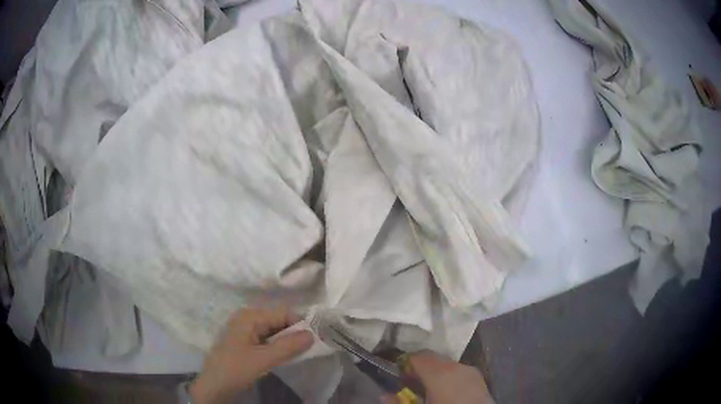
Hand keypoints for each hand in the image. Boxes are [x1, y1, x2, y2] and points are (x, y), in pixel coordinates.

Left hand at [189, 306, 313, 403]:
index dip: (301, 324)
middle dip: (295, 333)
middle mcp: (247, 318)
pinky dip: (279, 346)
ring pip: (274, 331)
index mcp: (249, 316)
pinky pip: (268, 339)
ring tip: (301, 353)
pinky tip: (286, 356)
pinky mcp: (246, 342)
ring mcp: (246, 330)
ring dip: (288, 341)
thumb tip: (313, 334)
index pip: (283, 313)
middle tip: (311, 348)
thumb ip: (288, 346)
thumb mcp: (263, 359)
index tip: (317, 339)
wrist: (213, 386)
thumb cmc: (235, 369)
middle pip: (279, 321)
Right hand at [403, 350, 493, 403]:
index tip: (398, 377)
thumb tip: (385, 395)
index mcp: (441, 372)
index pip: (418, 356)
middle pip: (434, 360)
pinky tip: (446, 396)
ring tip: (428, 393)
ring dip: (435, 375)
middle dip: (420, 370)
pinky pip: (459, 374)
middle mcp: (458, 366)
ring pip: (448, 367)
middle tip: (410, 387)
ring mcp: (473, 372)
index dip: (405, 364)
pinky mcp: (481, 381)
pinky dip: (449, 380)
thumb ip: (397, 402)